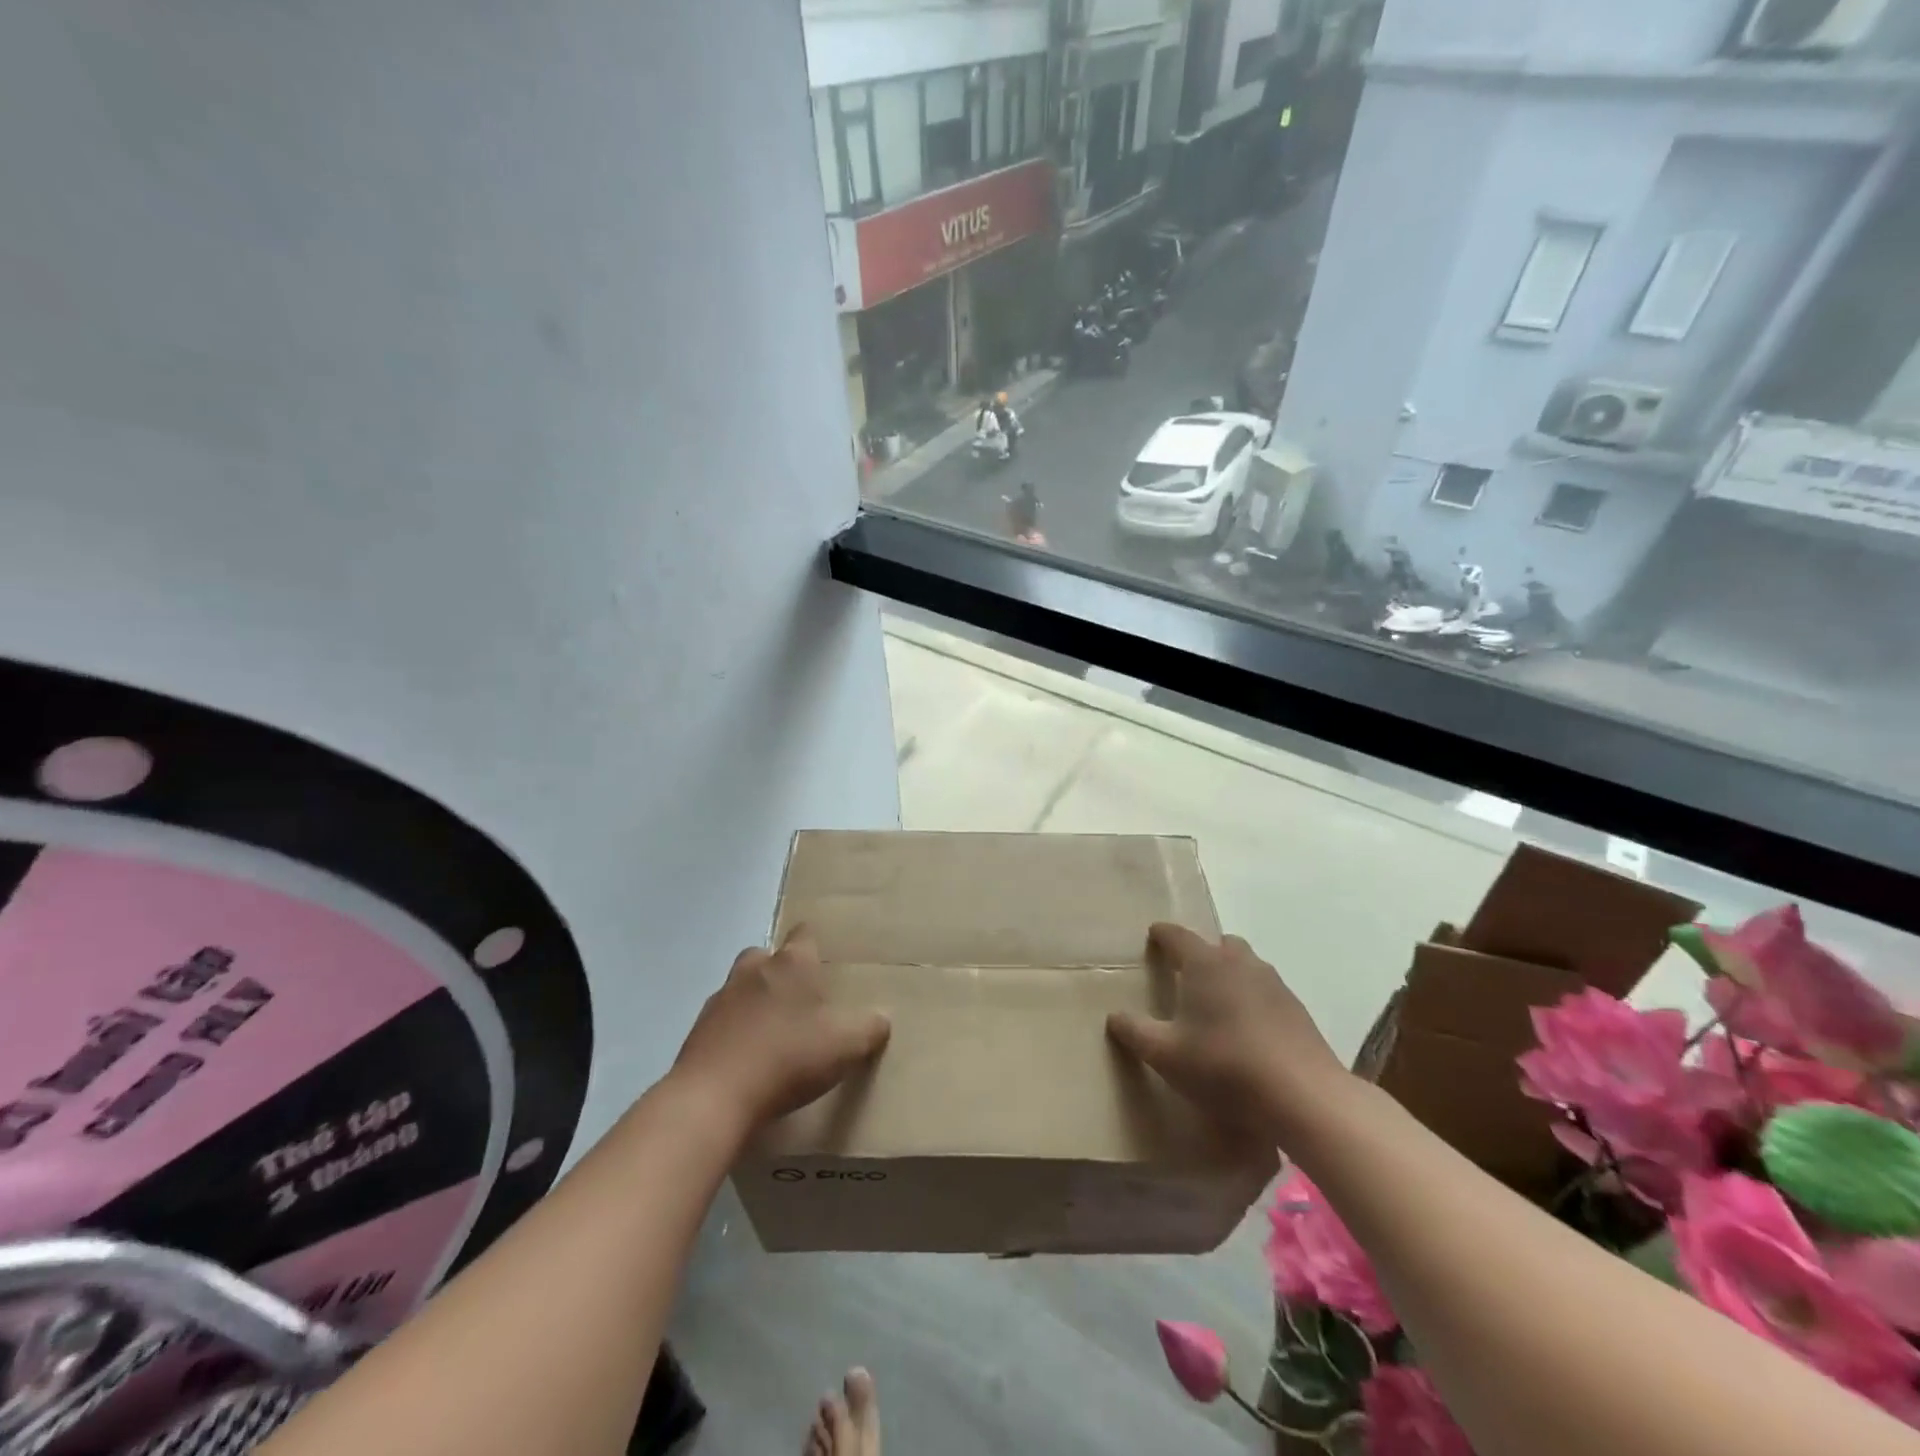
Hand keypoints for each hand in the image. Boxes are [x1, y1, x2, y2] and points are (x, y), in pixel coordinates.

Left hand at [670, 925, 889, 1130]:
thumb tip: (881, 1018)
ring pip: (739, 988)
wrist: (713, 1098)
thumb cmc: (788, 1058)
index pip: (804, 935)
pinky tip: (745, 1060)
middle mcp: (752, 971)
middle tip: (797, 999)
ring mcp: (720, 1000)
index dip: (814, 945)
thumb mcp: (846, 1045)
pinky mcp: (696, 1032)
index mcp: (791, 965)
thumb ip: (869, 1028)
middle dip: (778, 970)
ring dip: (753, 1002)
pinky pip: (721, 1022)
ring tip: (771, 1034)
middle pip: (765, 956)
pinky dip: (732, 1033)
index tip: (823, 961)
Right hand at [1107, 923, 1349, 1137]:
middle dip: (1201, 953)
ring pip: (1246, 966)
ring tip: (1217, 1004)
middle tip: (1186, 974)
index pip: (1177, 936)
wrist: (1303, 1096)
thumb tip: (1114, 1016)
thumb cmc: (1223, 1065)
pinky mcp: (1297, 1010)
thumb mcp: (1165, 1054)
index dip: (1162, 934)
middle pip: (1218, 944)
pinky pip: (1266, 992)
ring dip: (1230, 975)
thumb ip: (1135, 1032)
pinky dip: (1252, 1000)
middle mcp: (1240, 962)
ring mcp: (1274, 984)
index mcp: (1204, 963)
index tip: (1153, 934)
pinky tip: (1248, 1031)